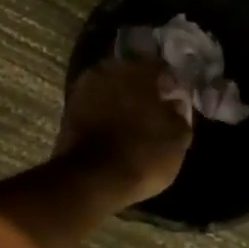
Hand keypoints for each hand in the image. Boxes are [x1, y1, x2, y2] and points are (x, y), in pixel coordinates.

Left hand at [56, 60, 193, 205]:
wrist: (90, 180)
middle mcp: (110, 69)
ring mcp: (85, 87)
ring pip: (111, 87)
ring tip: (133, 121)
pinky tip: (114, 128)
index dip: (171, 84)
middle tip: (154, 109)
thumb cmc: (142, 155)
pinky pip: (95, 104)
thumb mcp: (178, 139)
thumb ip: (179, 114)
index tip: (176, 100)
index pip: (161, 67)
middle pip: (132, 73)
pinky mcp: (69, 108)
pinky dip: (105, 112)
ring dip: (122, 99)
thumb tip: (174, 104)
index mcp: (139, 69)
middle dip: (143, 88)